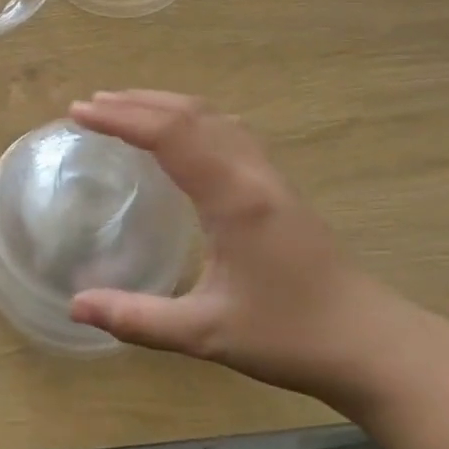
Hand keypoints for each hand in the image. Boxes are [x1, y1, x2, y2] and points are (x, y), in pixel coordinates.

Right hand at [67, 90, 413, 401]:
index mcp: (233, 198)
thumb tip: (76, 307)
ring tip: (125, 108)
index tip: (79, 113)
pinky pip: (229, 131)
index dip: (121, 118)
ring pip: (214, 117)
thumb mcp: (206, 334)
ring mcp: (270, 176)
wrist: (373, 344)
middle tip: (90, 105)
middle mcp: (251, 174)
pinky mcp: (279, 187)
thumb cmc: (290, 336)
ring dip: (166, 105)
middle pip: (191, 114)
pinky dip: (192, 119)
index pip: (170, 135)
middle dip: (136, 103)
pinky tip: (181, 135)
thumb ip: (137, 319)